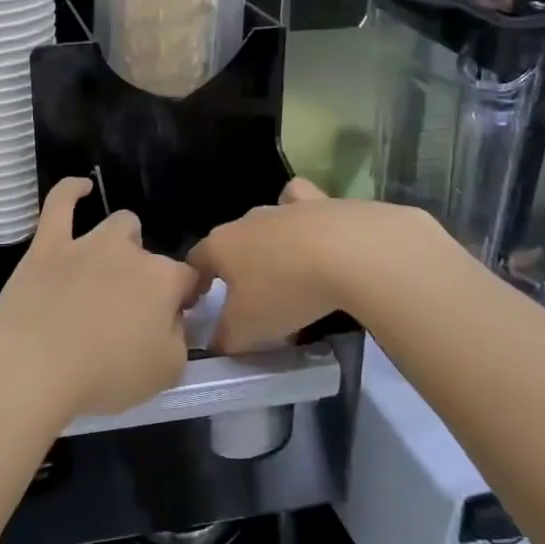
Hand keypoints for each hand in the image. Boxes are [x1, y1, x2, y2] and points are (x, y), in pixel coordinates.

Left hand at [0, 179, 195, 420]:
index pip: (188, 278)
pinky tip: (81, 187)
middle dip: (146, 275)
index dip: (184, 297)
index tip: (176, 317)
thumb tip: (173, 321)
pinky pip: (60, 203)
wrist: (34, 365)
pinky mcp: (48, 244)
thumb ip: (179, 340)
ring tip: (107, 269)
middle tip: (129, 310)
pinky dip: (71, 191)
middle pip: (149, 253)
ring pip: (117, 225)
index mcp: (163, 280)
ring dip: (120, 242)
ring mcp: (87, 243)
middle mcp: (129, 252)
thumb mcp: (166, 372)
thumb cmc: (104, 375)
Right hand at [188, 179, 433, 352]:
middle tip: (252, 298)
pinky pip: (299, 200)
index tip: (205, 303)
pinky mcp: (319, 201)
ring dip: (269, 243)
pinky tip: (310, 230)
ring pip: (264, 221)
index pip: (195, 260)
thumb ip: (226, 338)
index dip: (196, 282)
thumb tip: (217, 342)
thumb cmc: (285, 291)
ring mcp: (282, 207)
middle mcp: (245, 220)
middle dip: (236, 265)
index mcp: (220, 246)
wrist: (349, 253)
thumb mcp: (248, 329)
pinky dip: (300, 212)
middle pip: (231, 241)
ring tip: (287, 272)